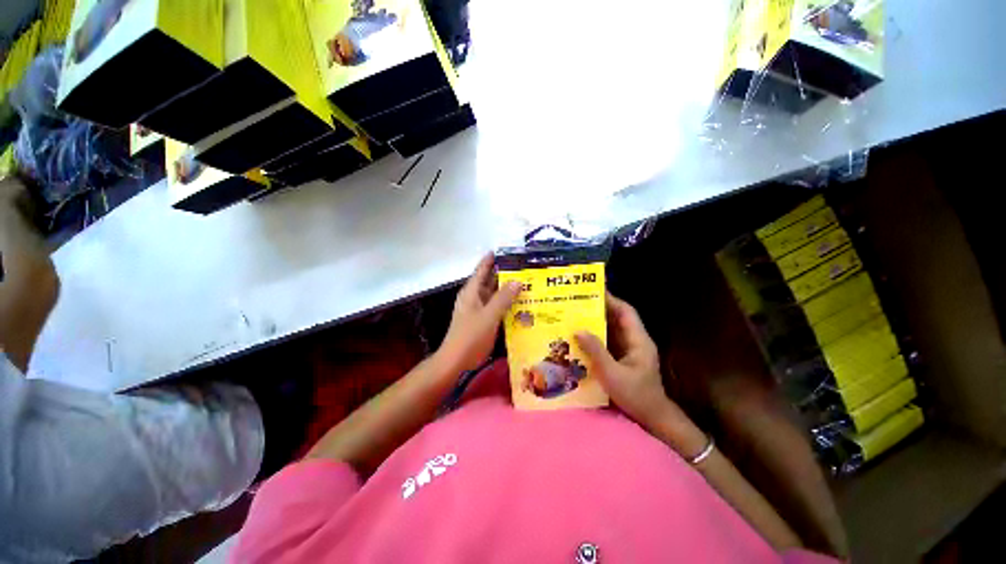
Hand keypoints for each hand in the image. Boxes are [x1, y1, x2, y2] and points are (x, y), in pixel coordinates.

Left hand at [436, 254, 521, 372]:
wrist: (457, 360)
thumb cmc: (471, 335)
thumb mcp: (489, 315)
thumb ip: (503, 298)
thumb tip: (517, 281)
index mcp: (472, 292)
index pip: (481, 270)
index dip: (491, 259)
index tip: (504, 251)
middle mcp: (474, 297)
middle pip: (489, 281)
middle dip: (504, 274)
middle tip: (523, 268)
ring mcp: (478, 309)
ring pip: (493, 295)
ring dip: (506, 290)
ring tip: (525, 283)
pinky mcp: (482, 320)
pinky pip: (495, 307)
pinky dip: (506, 303)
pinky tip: (519, 304)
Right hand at [575, 293, 685, 432]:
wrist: (652, 418)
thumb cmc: (636, 396)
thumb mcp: (613, 374)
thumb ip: (596, 351)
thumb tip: (578, 330)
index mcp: (638, 340)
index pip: (626, 312)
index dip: (611, 300)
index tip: (593, 291)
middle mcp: (635, 341)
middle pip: (618, 318)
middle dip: (599, 309)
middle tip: (577, 303)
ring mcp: (629, 350)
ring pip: (612, 329)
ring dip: (596, 322)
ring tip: (575, 316)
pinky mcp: (623, 358)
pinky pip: (608, 341)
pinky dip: (596, 337)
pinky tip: (580, 337)